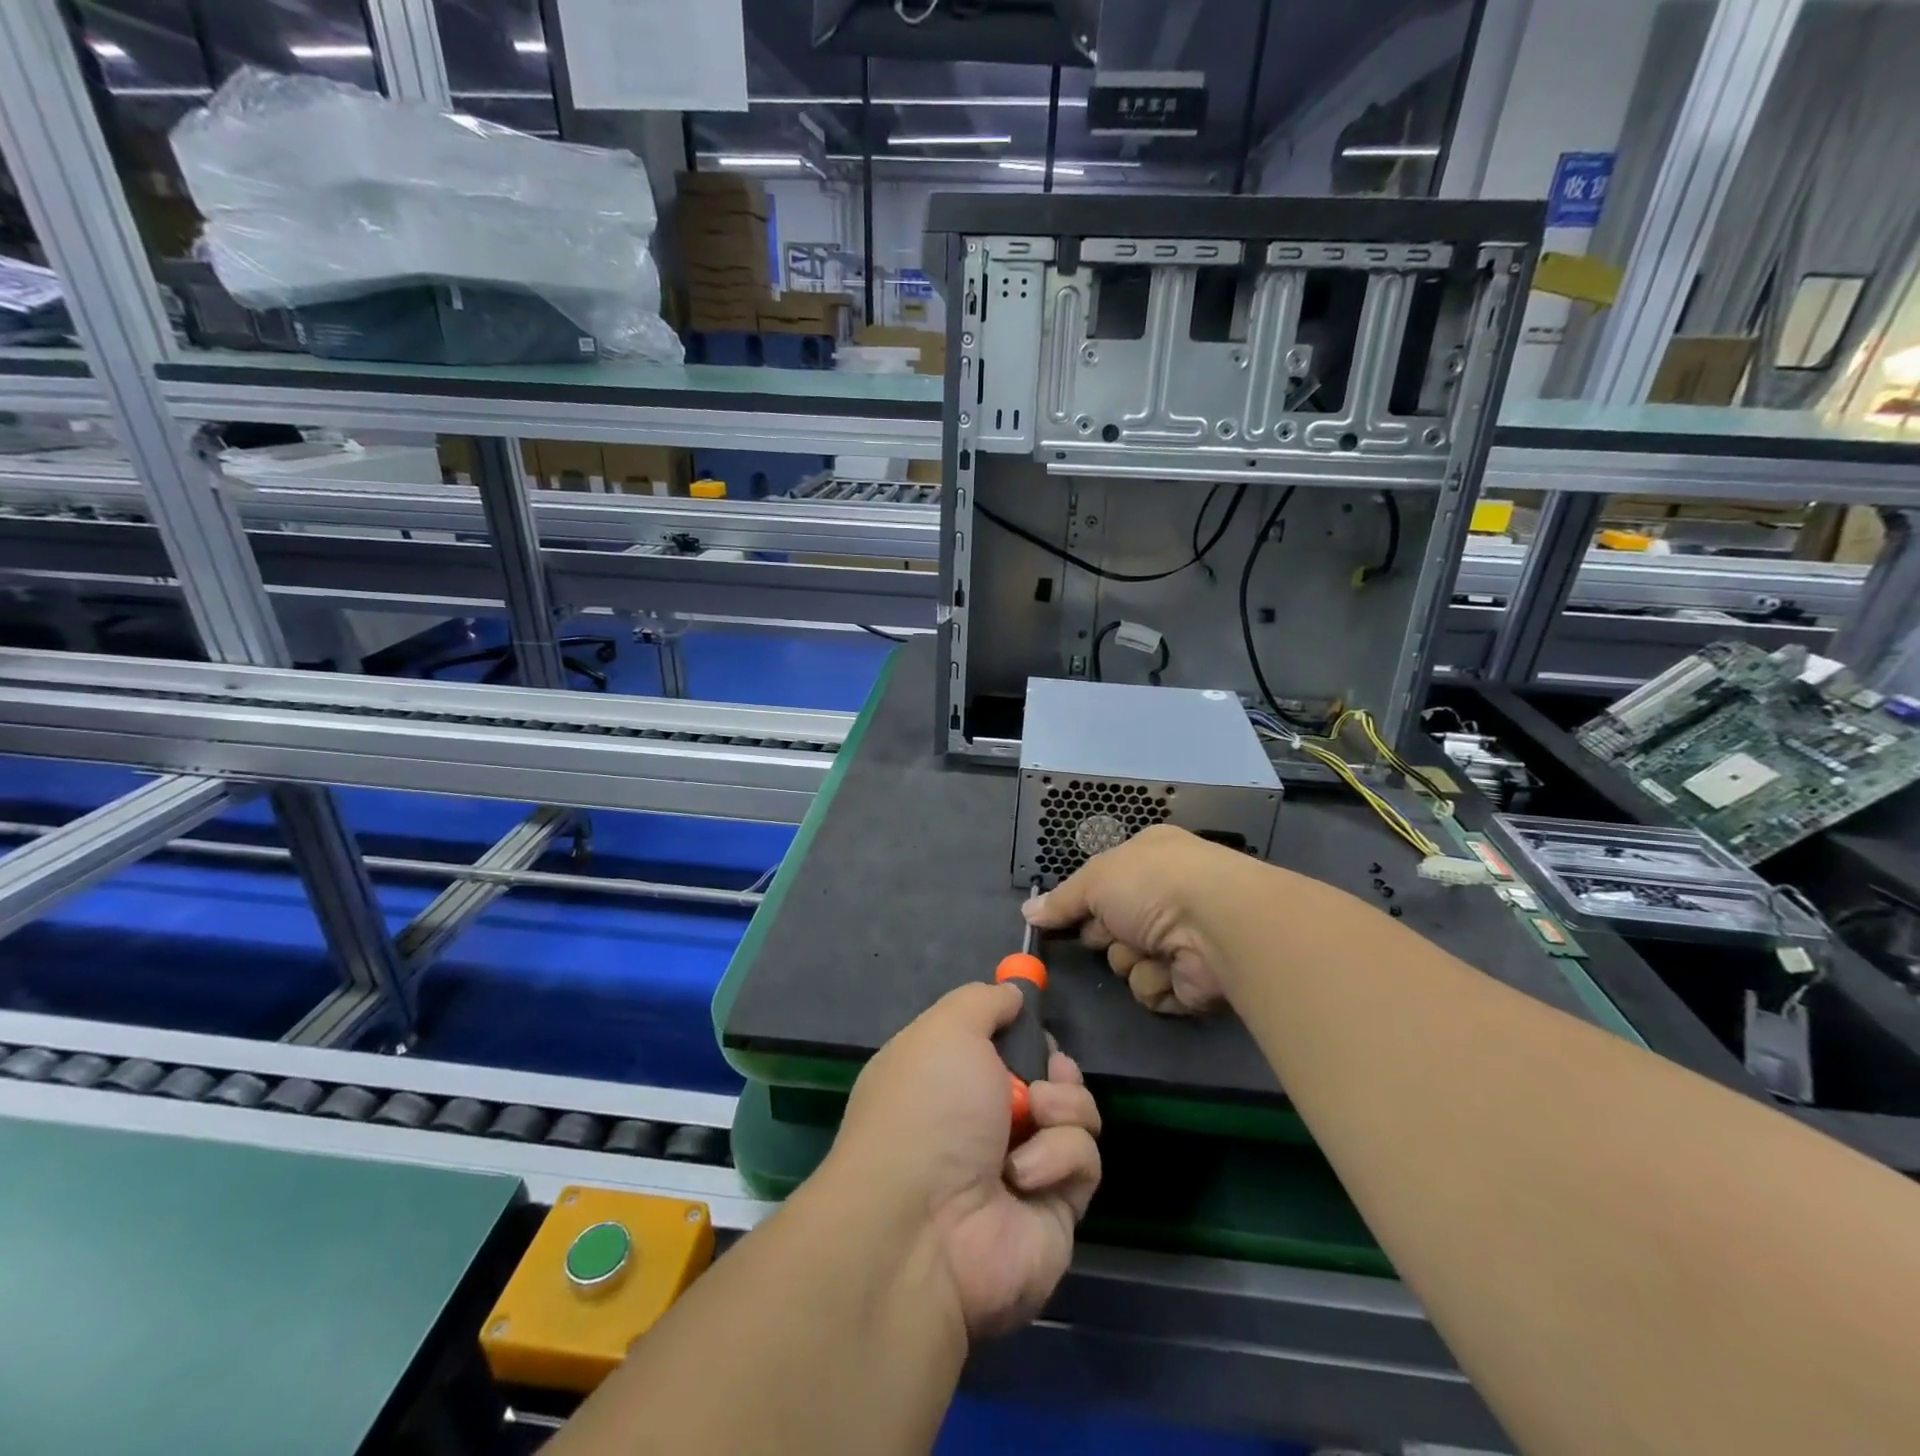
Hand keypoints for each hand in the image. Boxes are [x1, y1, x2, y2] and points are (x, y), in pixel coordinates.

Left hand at [830, 982, 1101, 1339]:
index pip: (1000, 1044)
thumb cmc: (928, 1108)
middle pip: (1048, 1077)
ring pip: (1075, 1115)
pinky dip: (1058, 1158)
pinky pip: (1083, 1162)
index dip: (1021, 1028)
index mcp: (951, 1078)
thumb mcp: (946, 1029)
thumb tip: (1012, 993)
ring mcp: (1021, 1169)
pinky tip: (1024, 1174)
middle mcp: (984, 1123)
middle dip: (1055, 1067)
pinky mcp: (1055, 1212)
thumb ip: (983, 1002)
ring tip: (1035, 1116)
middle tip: (1048, 1072)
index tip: (1033, 1013)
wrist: (923, 1227)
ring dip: (1062, 1107)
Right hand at [1023, 824, 1248, 1014]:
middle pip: (1111, 928)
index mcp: (1149, 858)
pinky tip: (1172, 969)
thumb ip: (1061, 900)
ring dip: (1132, 960)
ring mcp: (1183, 938)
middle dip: (1106, 935)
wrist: (1215, 924)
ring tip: (1150, 949)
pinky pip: (1154, 989)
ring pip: (1129, 962)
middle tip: (1113, 932)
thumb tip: (1028, 913)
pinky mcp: (1195, 979)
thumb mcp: (1095, 879)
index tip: (1064, 917)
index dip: (1085, 901)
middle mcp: (1167, 896)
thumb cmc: (1151, 885)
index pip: (1104, 884)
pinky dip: (1157, 982)